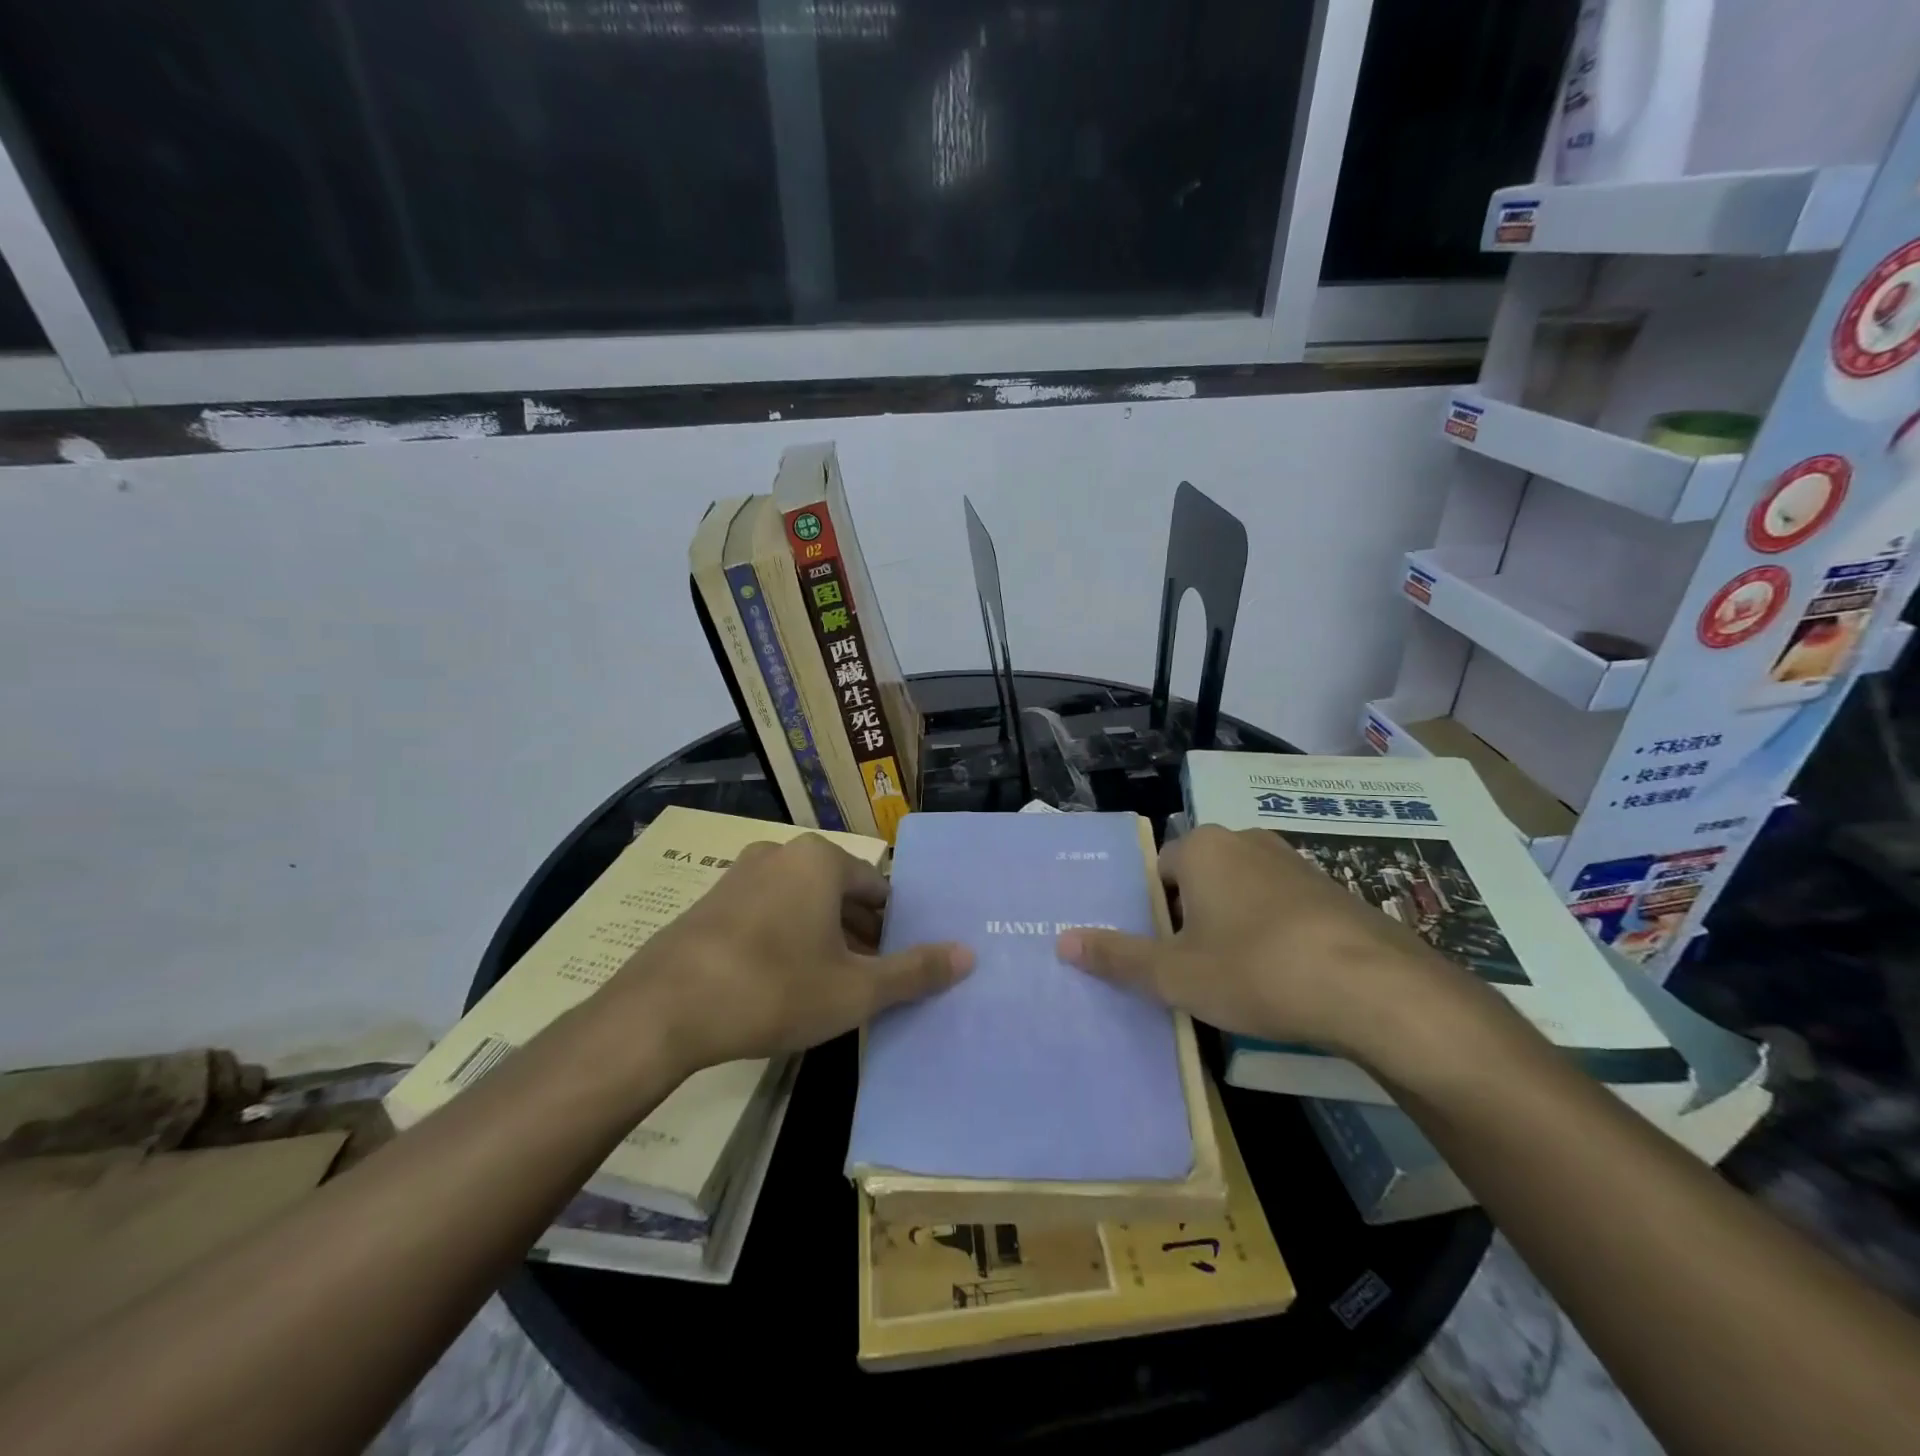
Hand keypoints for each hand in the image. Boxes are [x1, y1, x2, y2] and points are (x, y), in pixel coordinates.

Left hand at [607, 834, 972, 1074]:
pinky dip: (785, 939)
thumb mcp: (855, 990)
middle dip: (859, 935)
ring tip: (829, 987)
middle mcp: (781, 853)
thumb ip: (915, 971)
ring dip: (823, 939)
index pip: (878, 889)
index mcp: (820, 859)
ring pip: (802, 904)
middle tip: (869, 982)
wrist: (663, 1011)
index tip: (897, 966)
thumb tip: (969, 955)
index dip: (894, 929)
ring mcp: (740, 875)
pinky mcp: (710, 902)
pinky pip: (766, 913)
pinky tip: (781, 983)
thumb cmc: (774, 989)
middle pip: (840, 893)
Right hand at [1056, 825, 1488, 1066]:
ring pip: (1241, 894)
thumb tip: (1061, 939)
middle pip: (1198, 880)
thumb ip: (1117, 956)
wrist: (1378, 990)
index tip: (1160, 955)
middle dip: (1190, 921)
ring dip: (1231, 929)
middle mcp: (1246, 841)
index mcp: (1204, 847)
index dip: (1152, 914)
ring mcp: (1294, 863)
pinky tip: (1283, 979)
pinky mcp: (1332, 891)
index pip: (1158, 870)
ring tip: (1237, 980)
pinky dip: (1272, 936)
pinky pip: (1281, 908)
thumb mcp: (1176, 974)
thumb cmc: (1257, 971)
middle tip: (1191, 971)